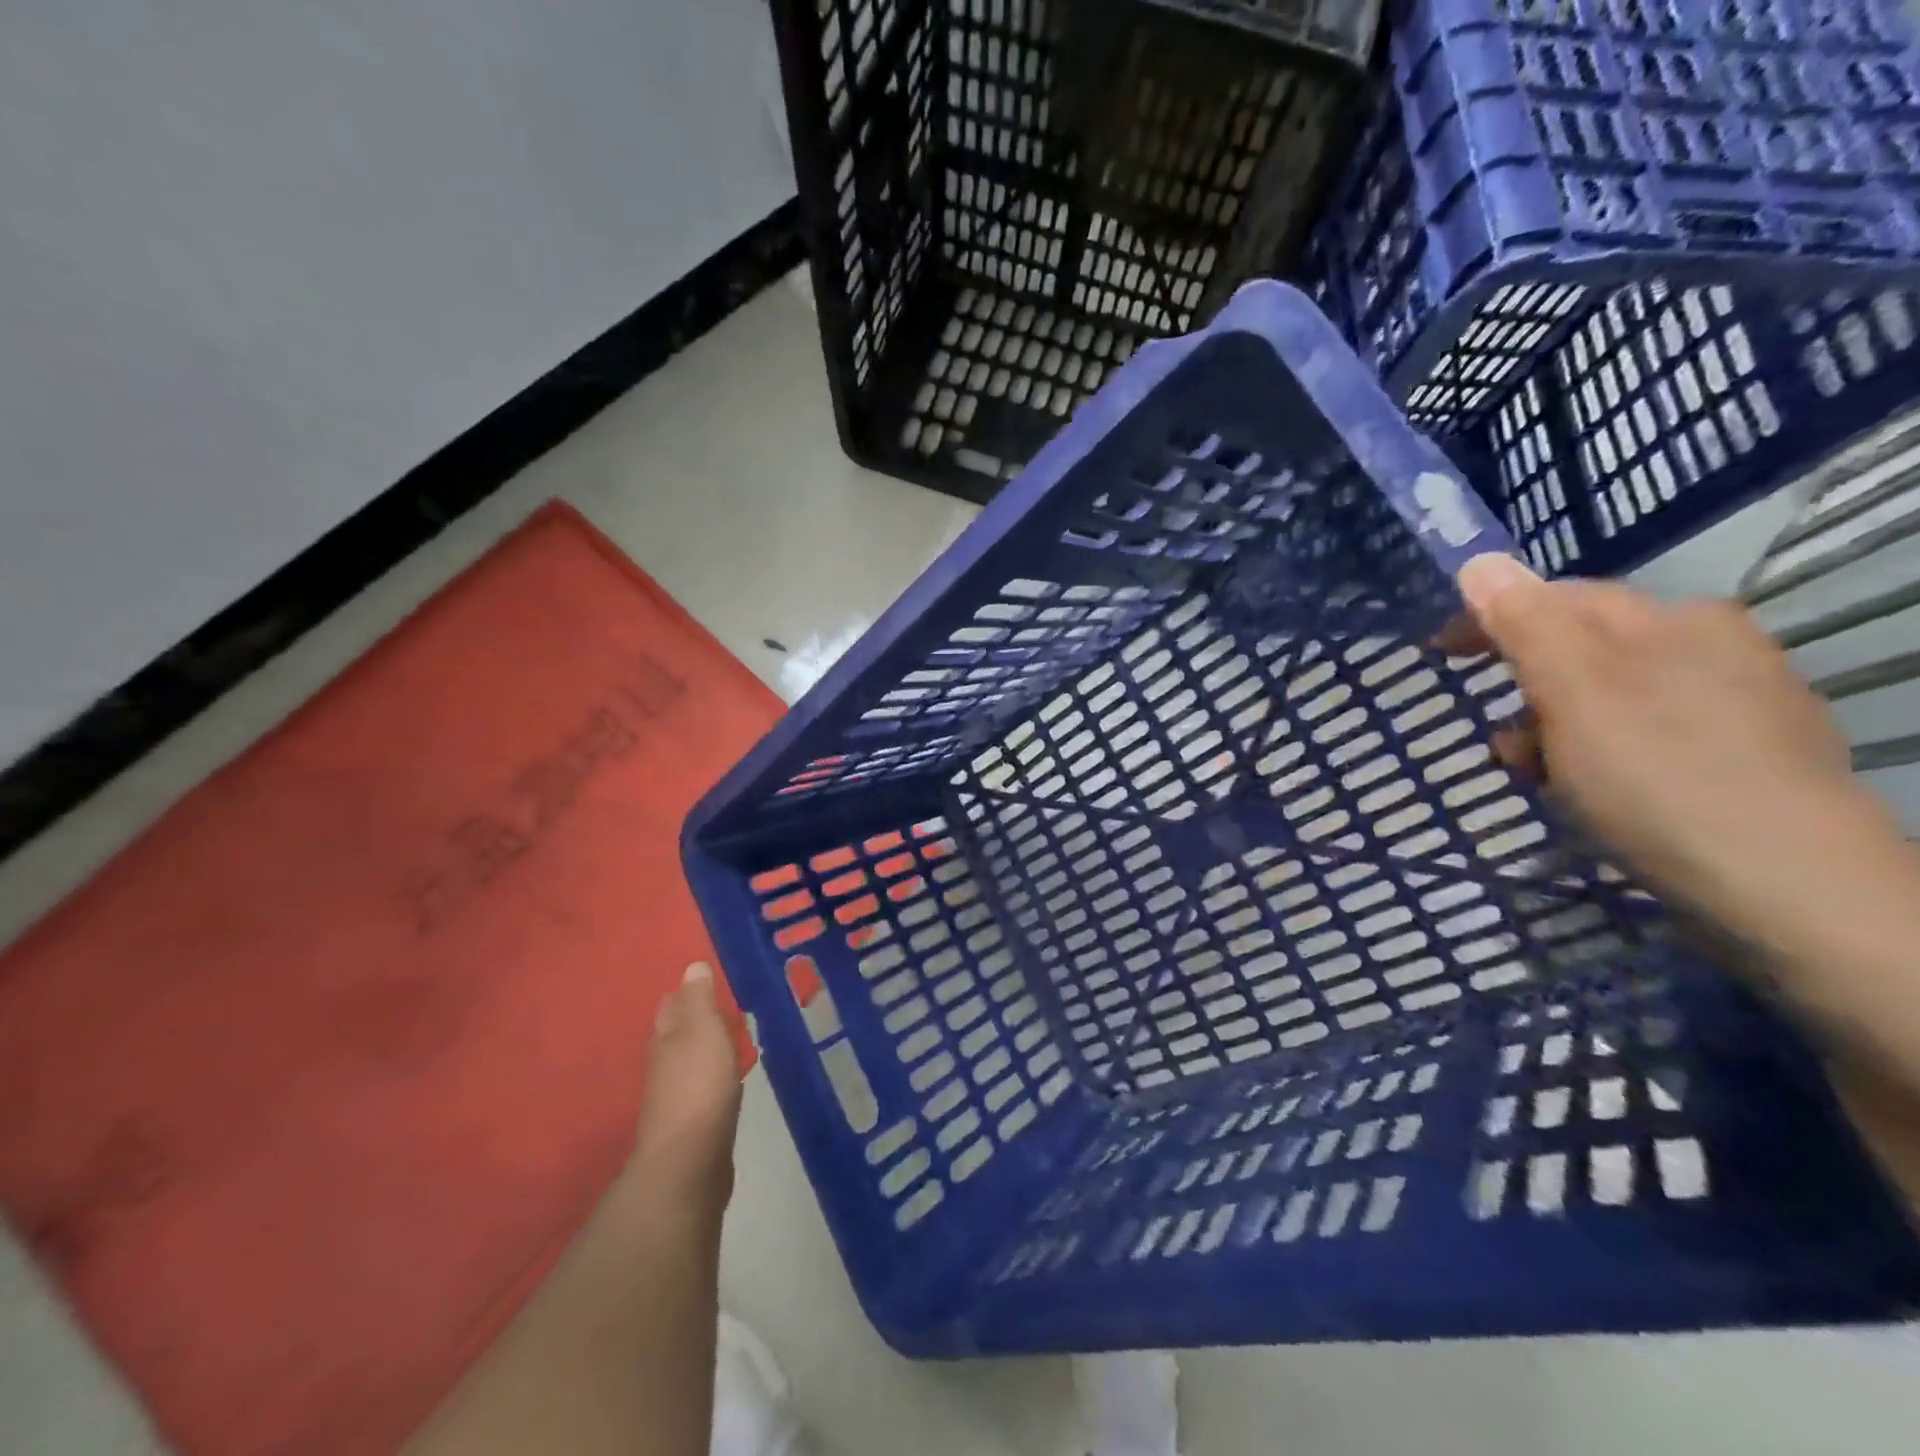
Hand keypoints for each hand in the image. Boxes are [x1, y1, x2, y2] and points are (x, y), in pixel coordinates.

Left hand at [632, 962, 742, 1212]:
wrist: (688, 1165)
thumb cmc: (698, 1087)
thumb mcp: (703, 1032)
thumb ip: (700, 1000)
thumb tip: (692, 966)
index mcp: (667, 1039)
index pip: (674, 1005)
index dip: (689, 992)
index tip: (710, 981)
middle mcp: (666, 1065)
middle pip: (680, 1034)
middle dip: (698, 1019)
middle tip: (728, 1005)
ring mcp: (677, 1097)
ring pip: (693, 1061)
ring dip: (709, 1047)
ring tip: (736, 1036)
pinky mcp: (694, 1124)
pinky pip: (706, 1087)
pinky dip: (717, 1075)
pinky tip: (732, 1078)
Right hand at [1454, 554, 1888, 943]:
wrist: (1789, 885)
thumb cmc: (1658, 775)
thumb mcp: (1573, 691)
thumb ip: (1524, 623)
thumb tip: (1480, 561)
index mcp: (1673, 619)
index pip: (1559, 598)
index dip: (1491, 619)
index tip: (1439, 652)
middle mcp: (1715, 646)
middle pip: (1584, 649)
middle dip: (1526, 687)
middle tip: (1499, 739)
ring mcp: (1741, 703)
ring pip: (1612, 697)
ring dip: (1558, 728)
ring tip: (1541, 778)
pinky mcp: (1750, 759)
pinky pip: (1647, 735)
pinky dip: (1603, 754)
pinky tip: (1599, 795)